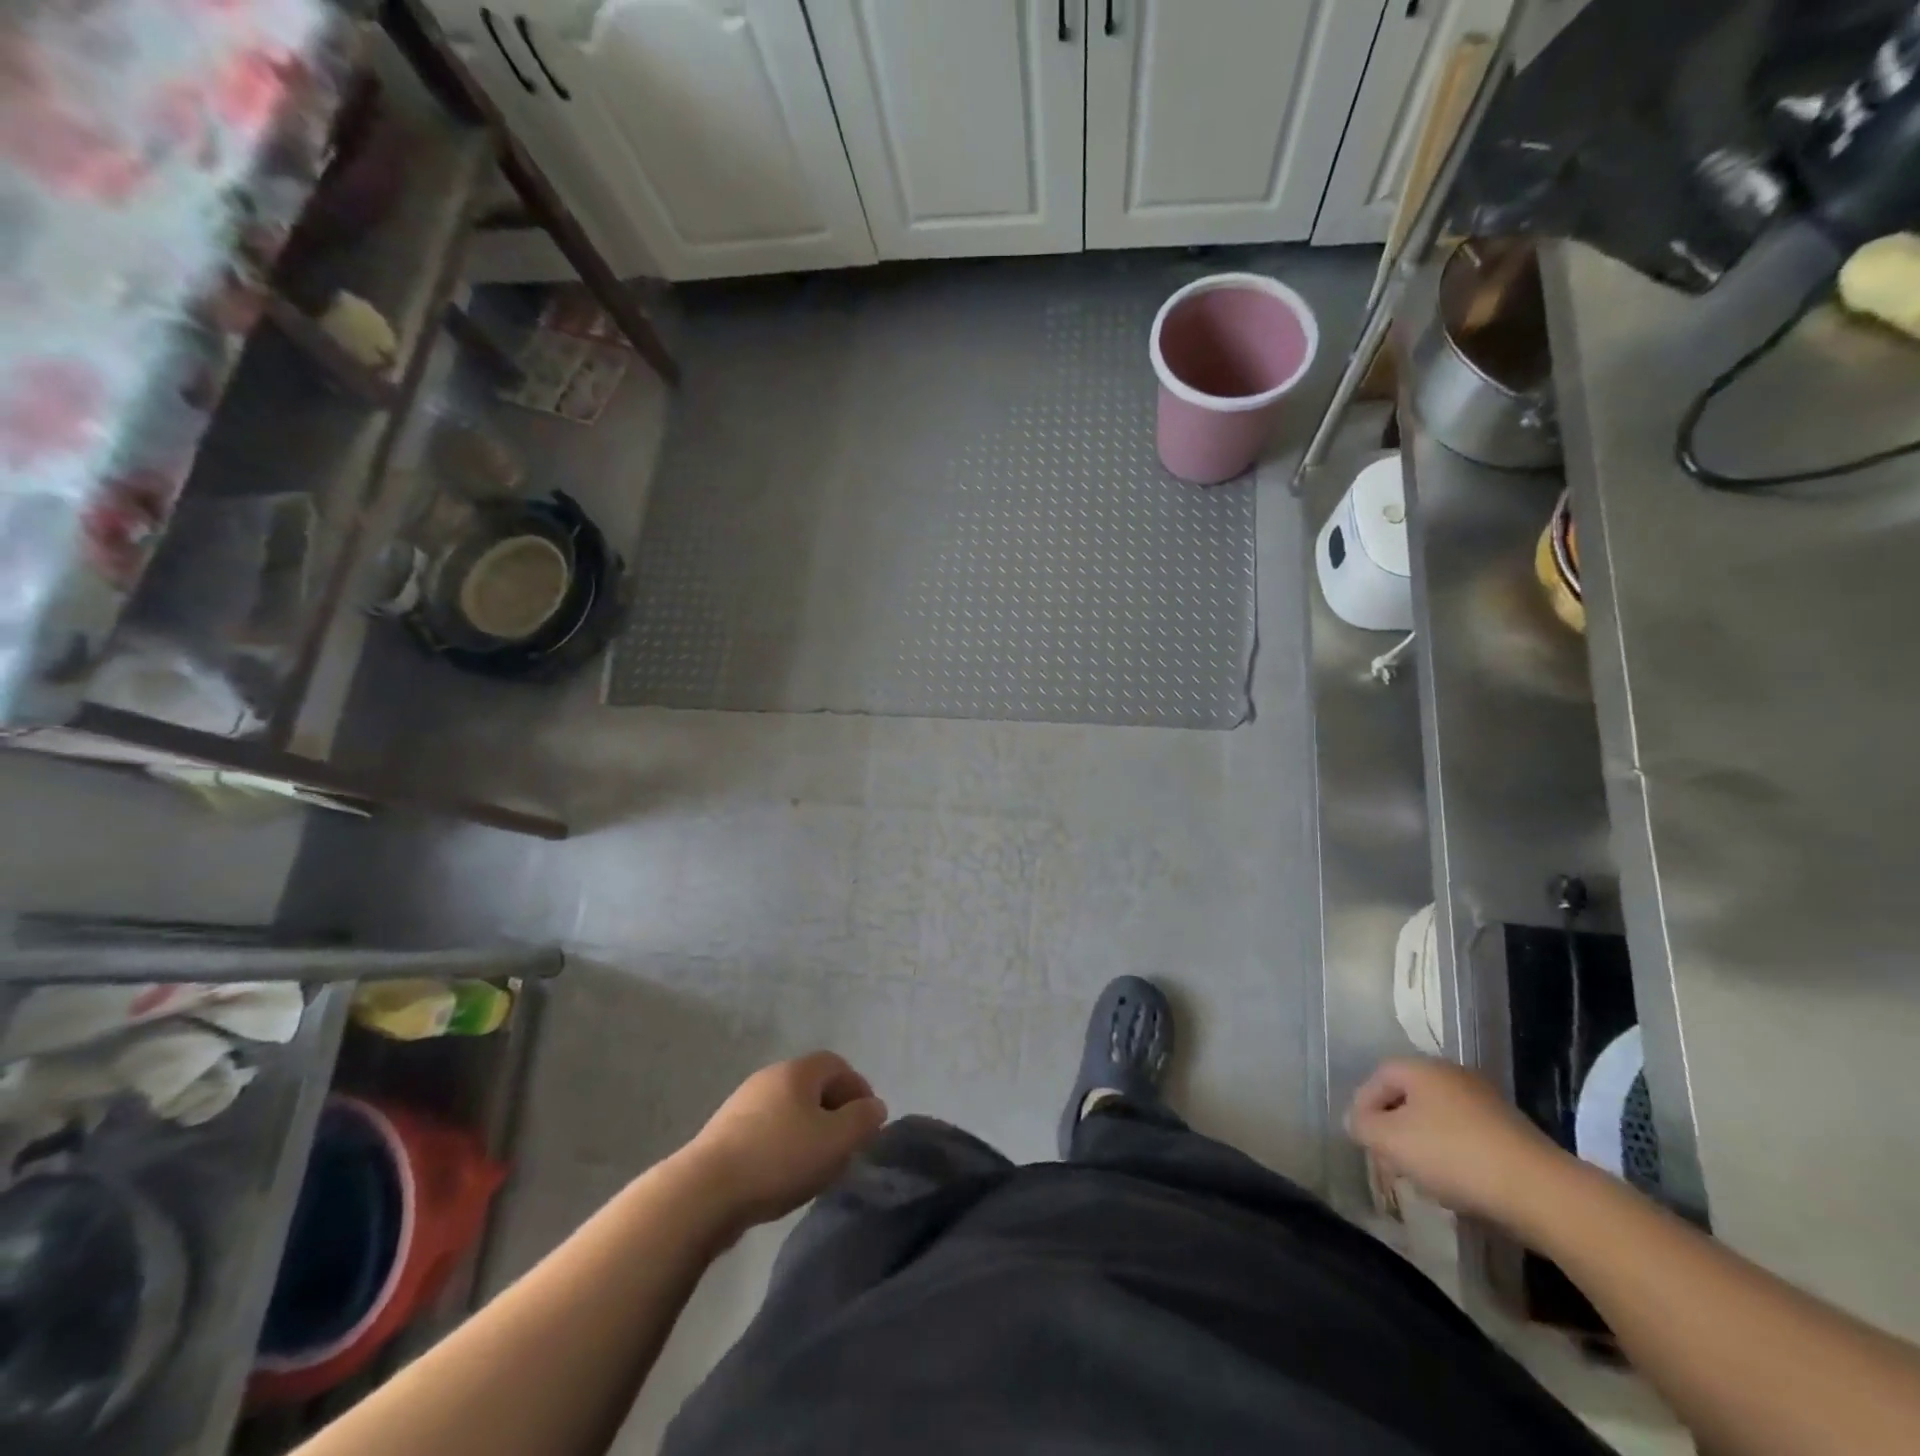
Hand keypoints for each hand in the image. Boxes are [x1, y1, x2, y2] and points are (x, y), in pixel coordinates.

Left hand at [682, 1052, 887, 1228]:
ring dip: (808, 1130)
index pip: (837, 1064)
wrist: (703, 1193)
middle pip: (812, 1086)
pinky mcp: (724, 1134)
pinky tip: (783, 1176)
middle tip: (846, 1144)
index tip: (868, 1122)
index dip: (858, 1088)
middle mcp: (769, 1077)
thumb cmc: (779, 1159)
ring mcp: (742, 1104)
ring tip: (817, 1165)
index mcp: (797, 1071)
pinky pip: (767, 1131)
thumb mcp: (836, 1141)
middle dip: (834, 1111)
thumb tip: (874, 1107)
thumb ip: (863, 1120)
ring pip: (788, 1110)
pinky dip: (783, 1145)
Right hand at [1346, 1057, 1570, 1226]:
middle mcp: (1454, 1075)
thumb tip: (1356, 1121)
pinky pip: (1467, 1136)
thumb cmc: (1454, 1156)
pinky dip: (1453, 1154)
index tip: (1361, 1137)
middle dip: (1393, 1126)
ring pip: (1438, 1117)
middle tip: (1387, 1157)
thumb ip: (1363, 1126)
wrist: (1542, 1192)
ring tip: (1420, 1175)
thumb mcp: (1391, 1141)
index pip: (1379, 1076)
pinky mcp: (1513, 1133)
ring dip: (1423, 1142)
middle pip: (1409, 1096)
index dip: (1363, 1105)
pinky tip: (1456, 1183)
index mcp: (1423, 1068)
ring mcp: (1487, 1102)